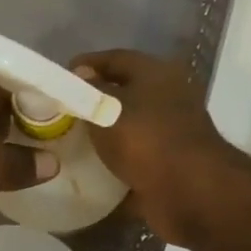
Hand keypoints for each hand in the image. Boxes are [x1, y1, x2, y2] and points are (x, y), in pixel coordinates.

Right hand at [71, 50, 240, 244]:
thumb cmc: (145, 138)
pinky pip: (133, 159)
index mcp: (157, 74)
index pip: (116, 58)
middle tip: (61, 109)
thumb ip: (90, 89)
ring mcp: (170, 134)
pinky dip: (113, 162)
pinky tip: (87, 169)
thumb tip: (81, 75)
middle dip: (93, 100)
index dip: (87, 64)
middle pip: (124, 92)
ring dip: (103, 133)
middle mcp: (167, 98)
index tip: (61, 76)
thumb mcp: (107, 107)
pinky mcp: (168, 165)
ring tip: (68, 140)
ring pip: (128, 127)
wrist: (189, 192)